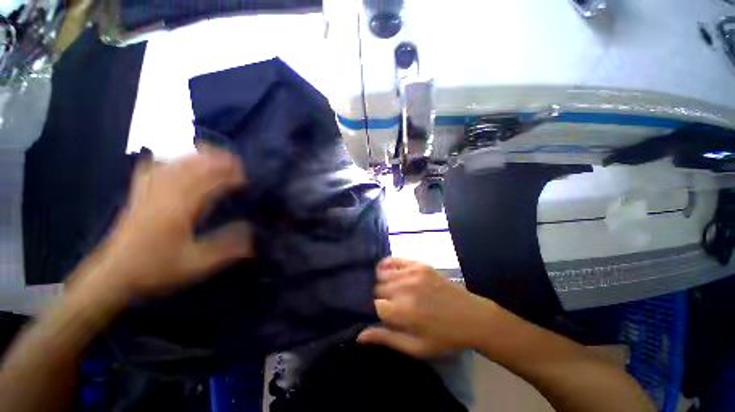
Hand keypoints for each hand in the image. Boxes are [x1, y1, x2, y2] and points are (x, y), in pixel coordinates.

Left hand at [77, 150, 252, 300]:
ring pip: (174, 164)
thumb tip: (253, 233)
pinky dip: (168, 160)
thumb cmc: (155, 269)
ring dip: (197, 157)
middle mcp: (163, 194)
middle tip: (237, 162)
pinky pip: (154, 169)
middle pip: (192, 167)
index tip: (247, 179)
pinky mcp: (139, 195)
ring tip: (214, 155)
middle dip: (216, 161)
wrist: (113, 276)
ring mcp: (148, 192)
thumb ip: (226, 249)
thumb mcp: (195, 265)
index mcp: (178, 209)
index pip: (209, 182)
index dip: (229, 177)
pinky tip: (175, 160)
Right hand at [357, 257, 496, 357]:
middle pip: (377, 288)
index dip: (378, 311)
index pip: (375, 305)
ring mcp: (412, 273)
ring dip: (383, 282)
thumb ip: (386, 339)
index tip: (384, 315)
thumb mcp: (416, 347)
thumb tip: (359, 336)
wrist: (471, 316)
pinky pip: (394, 260)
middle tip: (390, 304)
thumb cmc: (443, 336)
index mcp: (403, 312)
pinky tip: (388, 271)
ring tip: (391, 290)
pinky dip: (387, 265)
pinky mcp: (419, 264)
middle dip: (380, 297)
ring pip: (383, 274)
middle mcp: (405, 288)